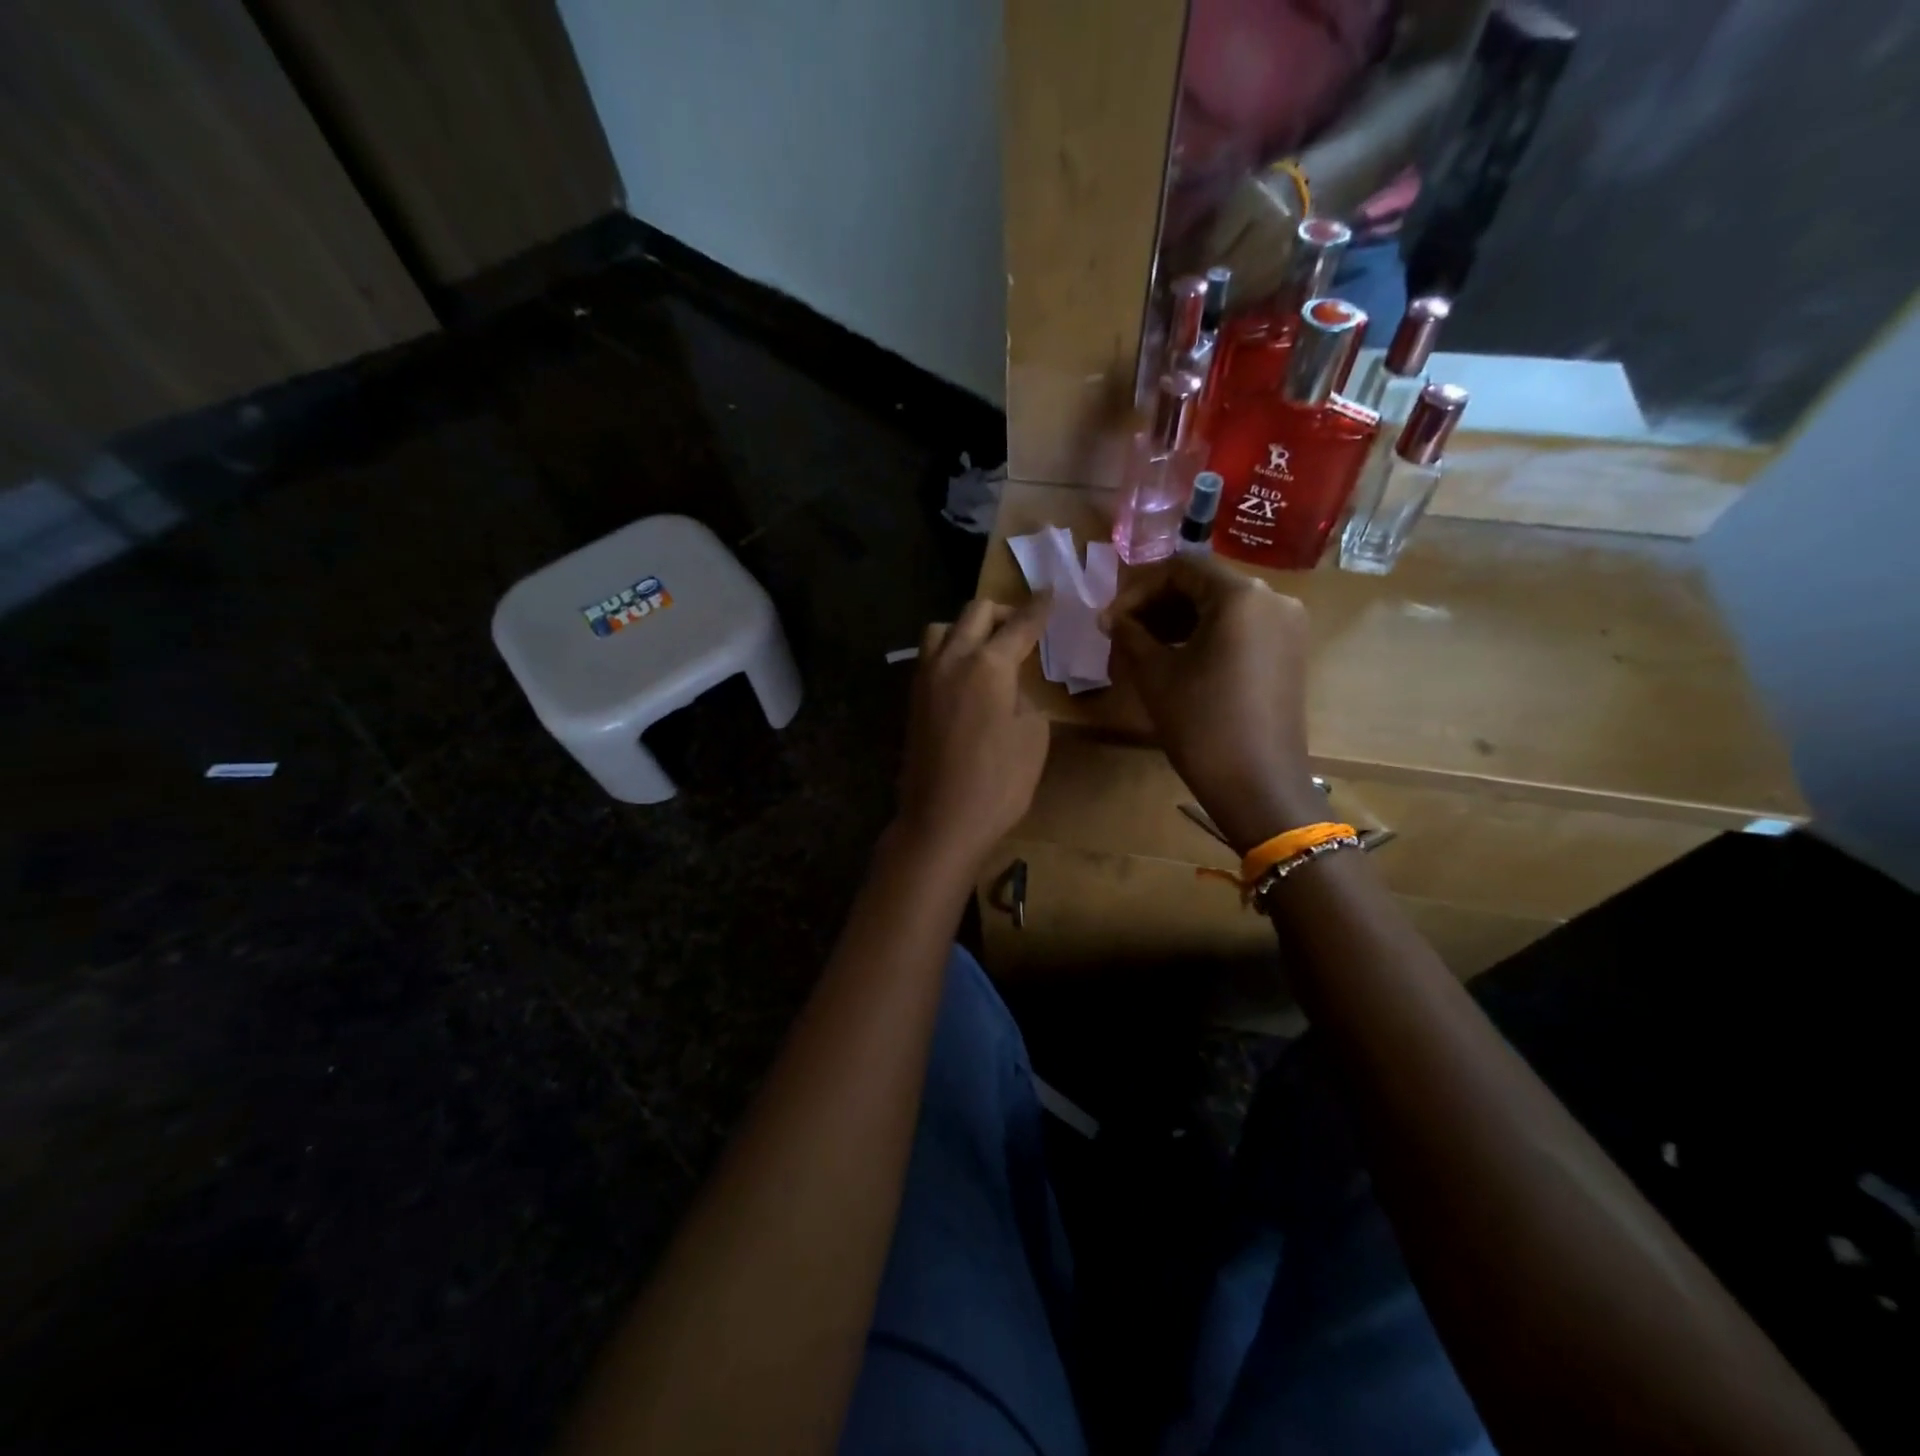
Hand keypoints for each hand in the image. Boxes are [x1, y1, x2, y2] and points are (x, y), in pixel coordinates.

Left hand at [895, 594, 1053, 874]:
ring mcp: (926, 678)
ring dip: (967, 627)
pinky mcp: (913, 700)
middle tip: (1023, 624)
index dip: (1039, 608)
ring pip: (942, 629)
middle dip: (1002, 611)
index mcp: (988, 664)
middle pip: (975, 613)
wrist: (941, 820)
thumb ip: (1024, 697)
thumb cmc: (998, 782)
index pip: (1019, 624)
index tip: (1050, 594)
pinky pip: (930, 656)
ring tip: (987, 648)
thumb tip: (1009, 687)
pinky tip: (966, 674)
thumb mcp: (1032, 736)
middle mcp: (951, 660)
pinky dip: (950, 651)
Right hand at [1101, 554, 1321, 853]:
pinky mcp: (1289, 652)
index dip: (1137, 590)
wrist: (1258, 783)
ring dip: (1179, 621)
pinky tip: (1178, 660)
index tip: (1110, 621)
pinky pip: (1241, 628)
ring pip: (1222, 607)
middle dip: (1157, 605)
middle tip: (1123, 634)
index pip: (1180, 569)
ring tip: (1144, 649)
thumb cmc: (1202, 723)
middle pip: (1203, 584)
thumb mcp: (1155, 674)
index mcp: (1240, 595)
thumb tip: (1109, 617)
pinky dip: (1206, 635)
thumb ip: (1129, 634)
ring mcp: (1287, 626)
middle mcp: (1273, 599)